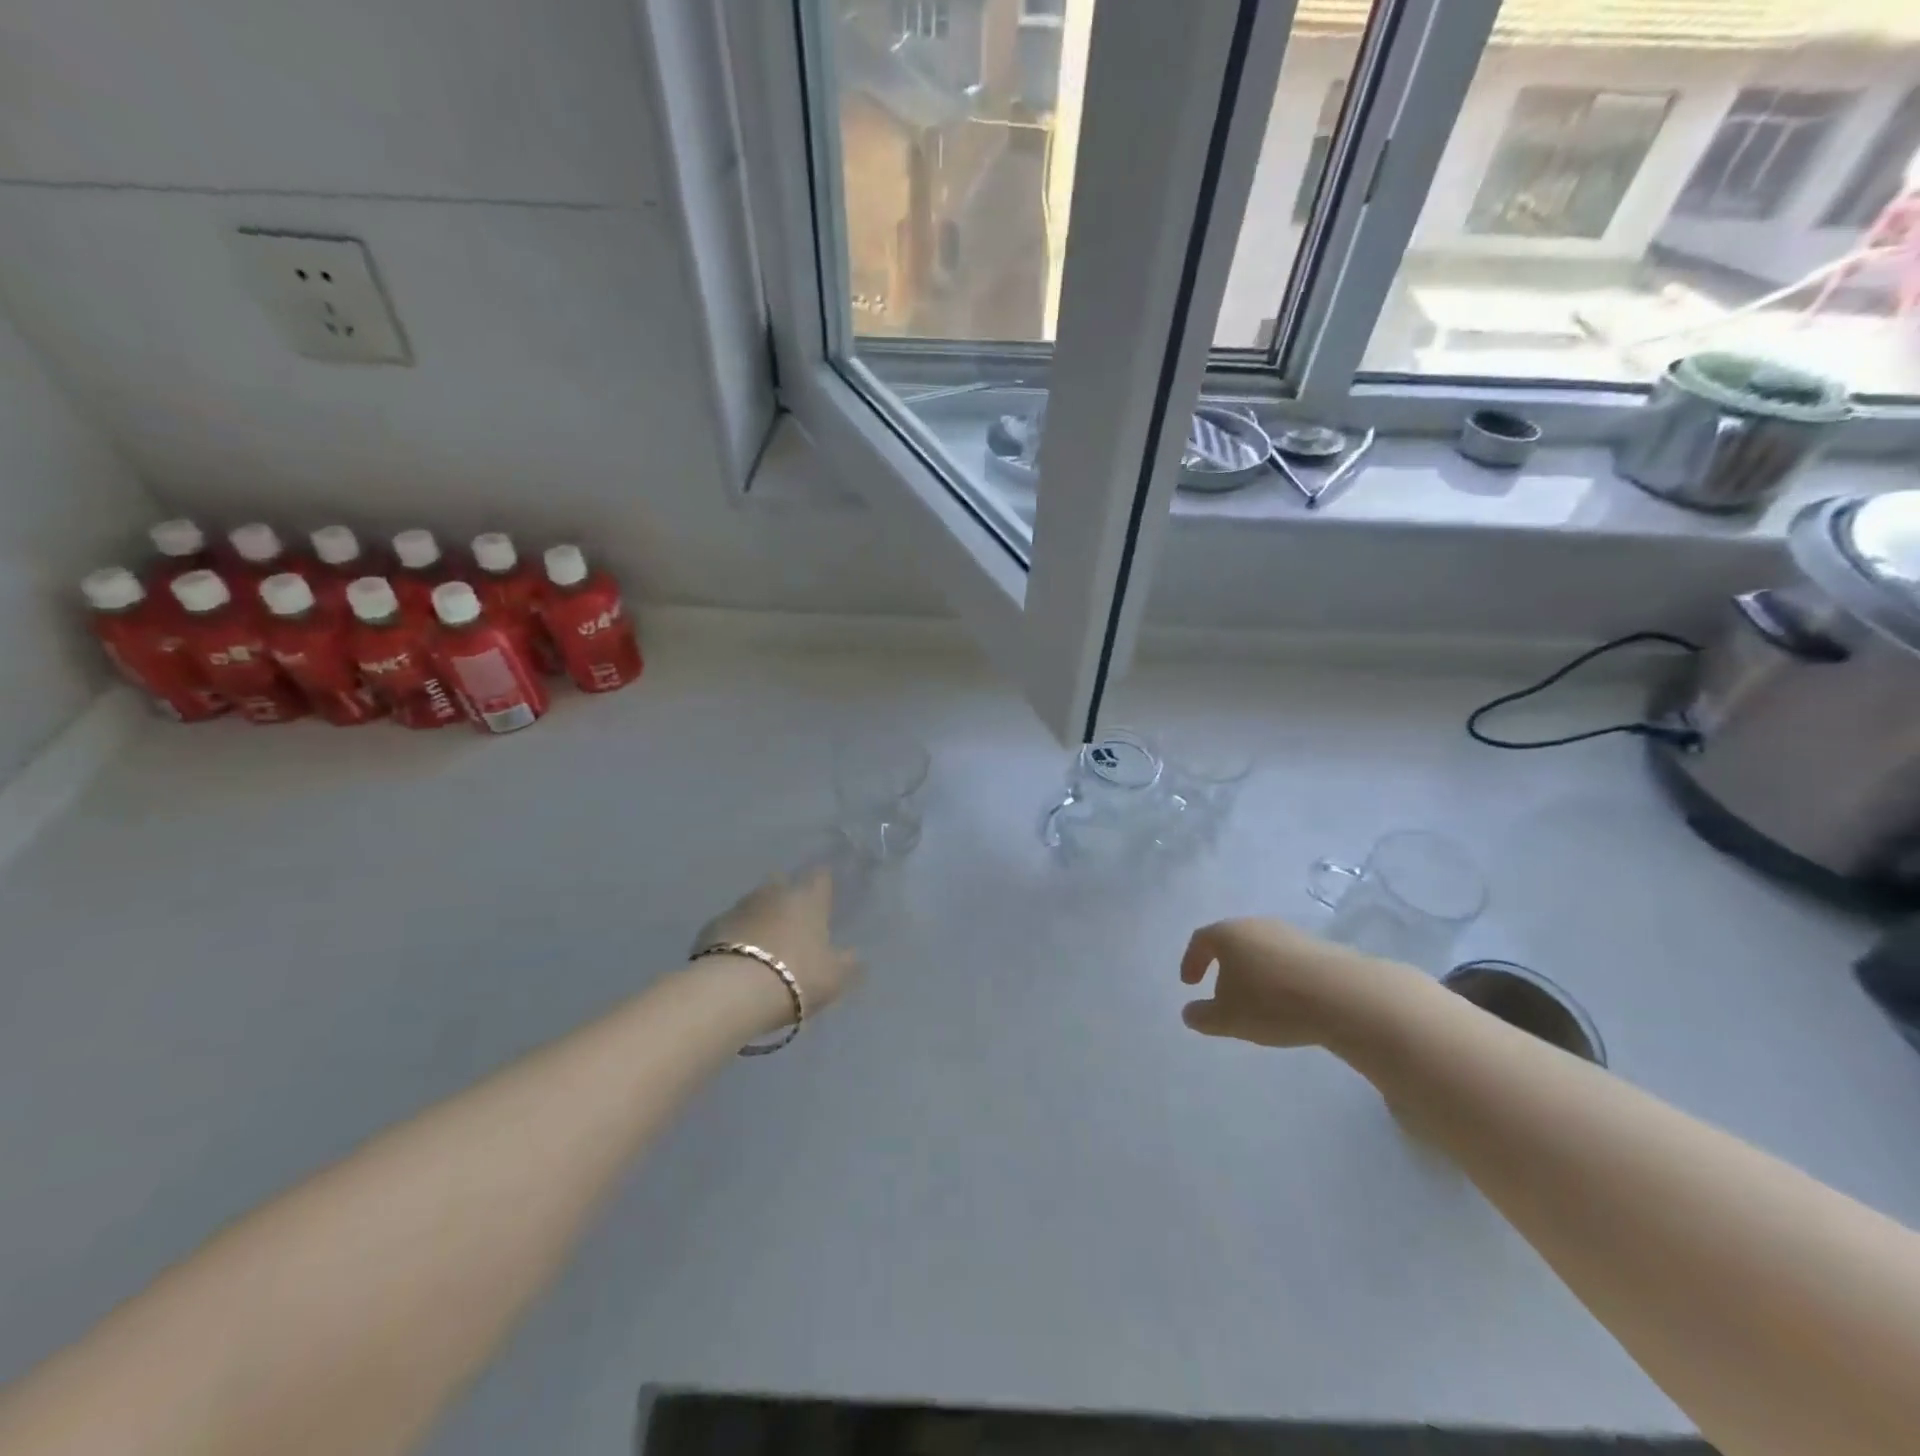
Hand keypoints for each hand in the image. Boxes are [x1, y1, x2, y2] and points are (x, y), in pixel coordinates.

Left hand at [692, 870, 862, 1022]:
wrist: (732, 992)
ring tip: (763, 946)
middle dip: (787, 898)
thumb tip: (854, 954)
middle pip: (782, 884)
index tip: (825, 900)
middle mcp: (773, 893)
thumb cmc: (795, 977)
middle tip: (793, 925)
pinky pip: (730, 927)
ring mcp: (738, 908)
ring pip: (754, 904)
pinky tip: (737, 961)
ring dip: (759, 918)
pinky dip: (735, 938)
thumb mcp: (835, 978)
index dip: (823, 886)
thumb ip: (847, 963)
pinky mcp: (710, 928)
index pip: (820, 877)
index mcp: (807, 899)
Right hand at [1179, 917, 1412, 1048]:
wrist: (1344, 996)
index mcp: (1228, 934)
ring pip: (1262, 949)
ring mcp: (1291, 934)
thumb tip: (1189, 1012)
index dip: (1191, 960)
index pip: (1201, 940)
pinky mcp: (1320, 948)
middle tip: (1221, 991)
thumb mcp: (1228, 1018)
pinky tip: (1289, 1000)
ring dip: (1254, 971)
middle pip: (1232, 941)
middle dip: (1223, 965)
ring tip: (1258, 1000)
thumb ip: (1203, 1016)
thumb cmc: (1272, 1003)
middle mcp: (1257, 925)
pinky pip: (1289, 960)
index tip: (1189, 983)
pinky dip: (1280, 976)